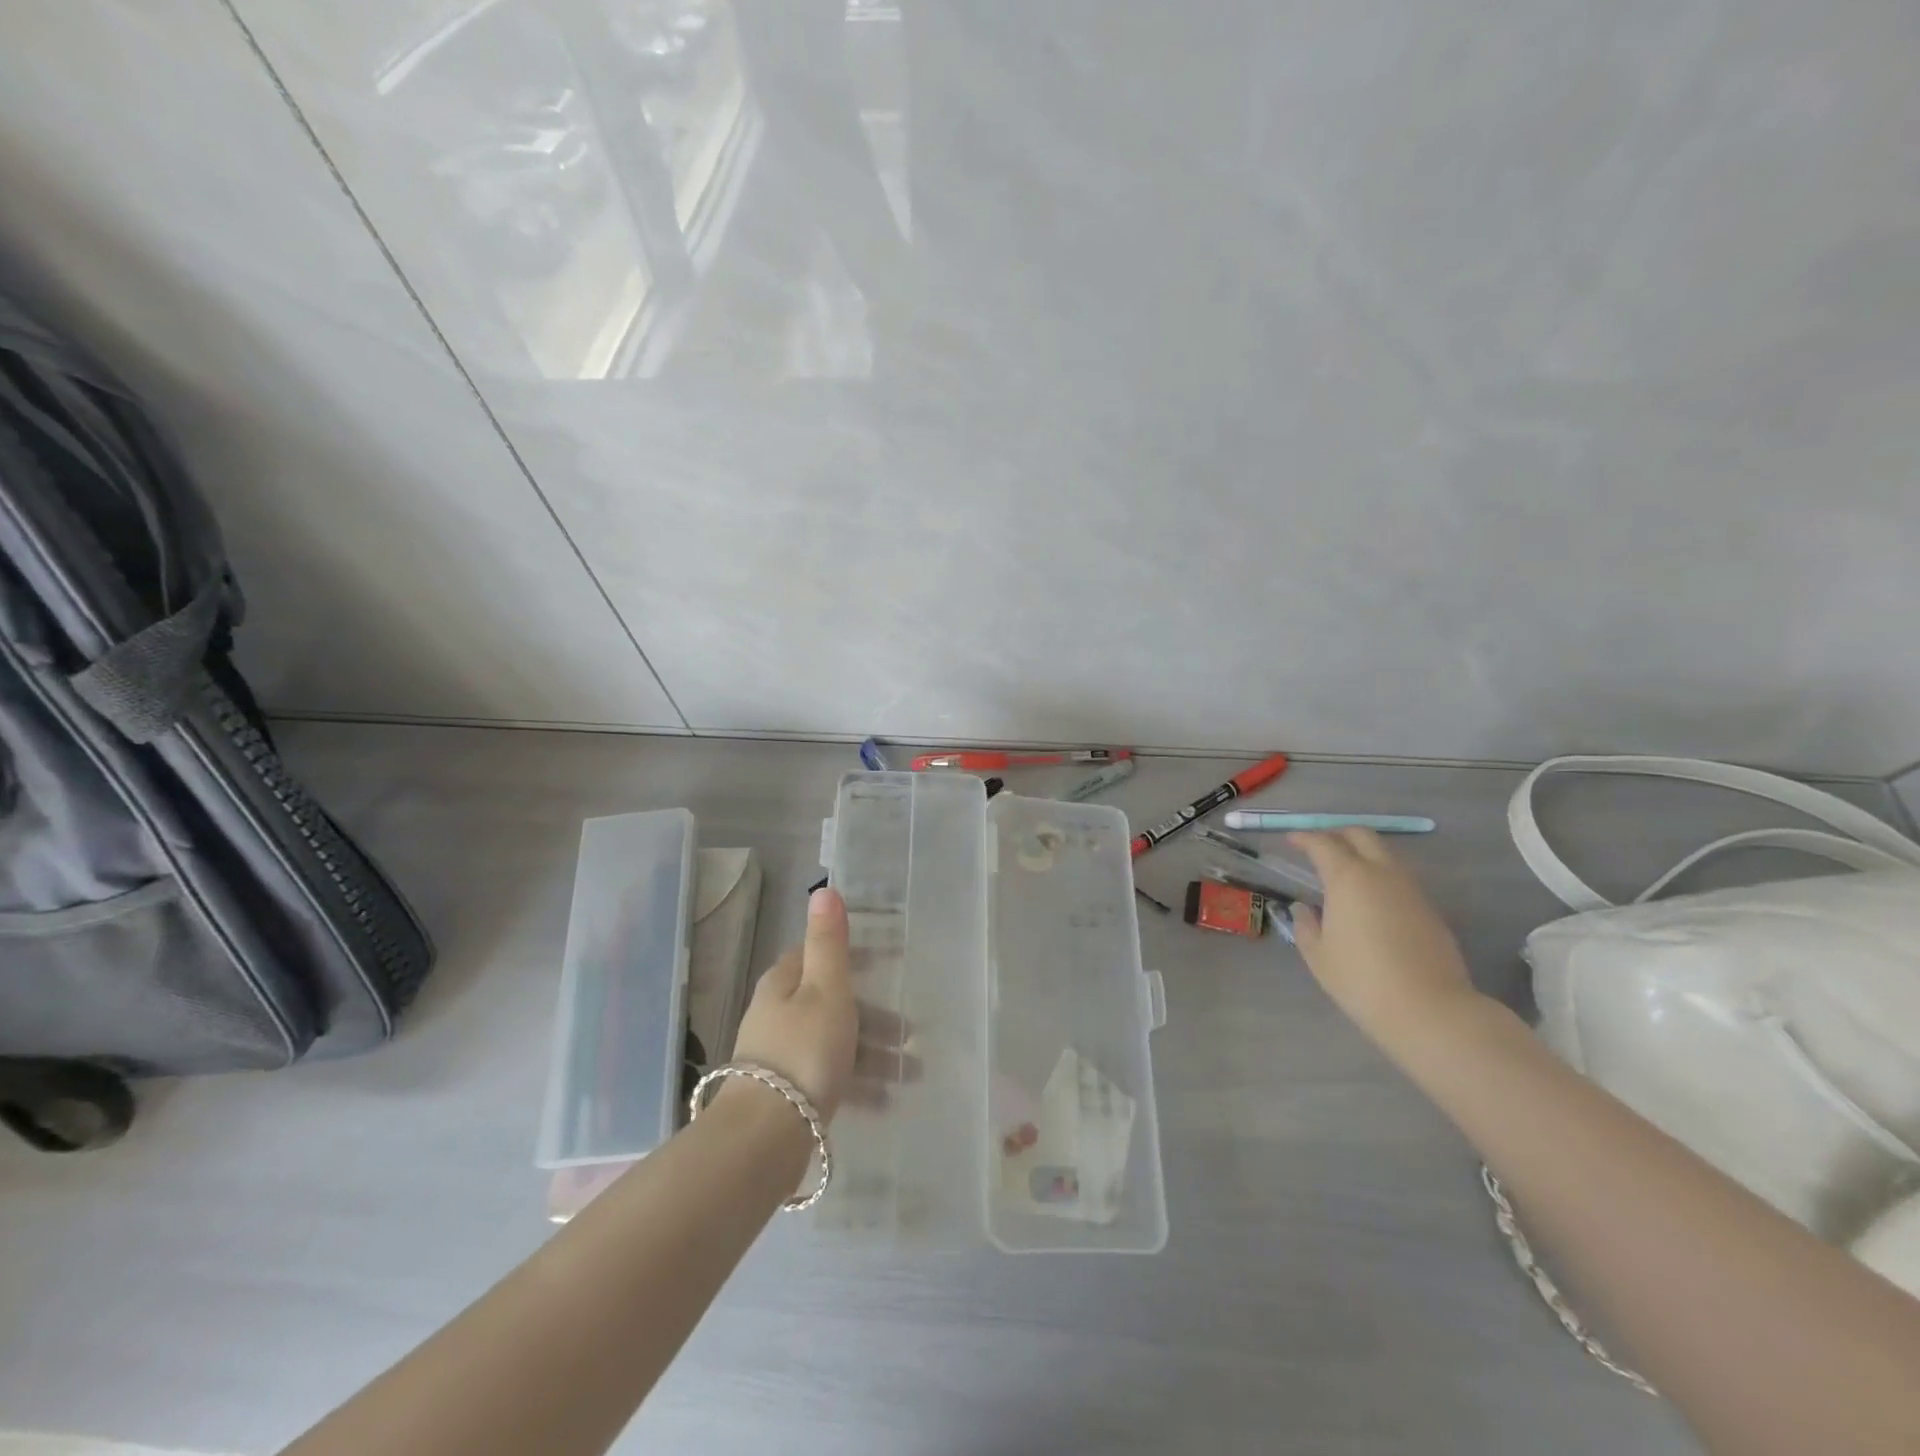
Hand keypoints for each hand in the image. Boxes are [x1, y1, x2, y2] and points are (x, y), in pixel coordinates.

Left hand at [728, 887, 914, 1122]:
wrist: (765, 1137)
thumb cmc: (804, 1051)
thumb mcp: (825, 989)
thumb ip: (829, 943)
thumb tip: (823, 890)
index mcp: (783, 984)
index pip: (817, 956)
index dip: (853, 955)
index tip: (889, 961)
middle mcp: (777, 1015)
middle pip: (831, 1003)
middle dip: (872, 1014)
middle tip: (909, 1030)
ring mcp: (779, 1056)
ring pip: (834, 1042)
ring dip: (872, 1053)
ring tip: (912, 1071)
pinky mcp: (785, 1095)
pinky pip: (829, 1078)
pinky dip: (858, 1083)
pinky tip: (887, 1100)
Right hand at [1286, 829, 1484, 1054]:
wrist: (1430, 1010)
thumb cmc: (1361, 980)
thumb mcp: (1318, 955)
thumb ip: (1306, 925)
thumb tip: (1305, 909)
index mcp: (1348, 878)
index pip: (1323, 843)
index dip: (1304, 838)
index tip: (1291, 841)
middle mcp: (1382, 874)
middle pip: (1361, 835)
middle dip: (1338, 834)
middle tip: (1319, 848)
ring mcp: (1412, 890)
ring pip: (1385, 855)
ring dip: (1363, 854)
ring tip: (1345, 874)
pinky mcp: (1430, 910)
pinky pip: (1401, 879)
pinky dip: (1381, 877)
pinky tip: (1371, 902)